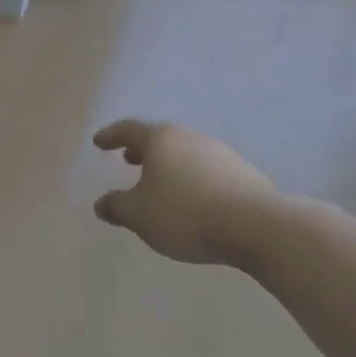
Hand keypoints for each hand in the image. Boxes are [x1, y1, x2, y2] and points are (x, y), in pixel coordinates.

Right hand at [92, 119, 282, 266]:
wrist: (257, 226)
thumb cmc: (185, 214)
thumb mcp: (139, 215)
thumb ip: (116, 207)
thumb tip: (101, 204)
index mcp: (161, 140)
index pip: (128, 130)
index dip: (111, 136)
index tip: (98, 142)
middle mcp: (189, 138)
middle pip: (160, 138)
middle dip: (141, 149)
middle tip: (128, 160)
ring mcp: (219, 153)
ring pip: (184, 153)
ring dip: (168, 164)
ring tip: (159, 183)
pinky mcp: (243, 173)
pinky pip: (206, 170)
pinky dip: (190, 178)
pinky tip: (192, 199)